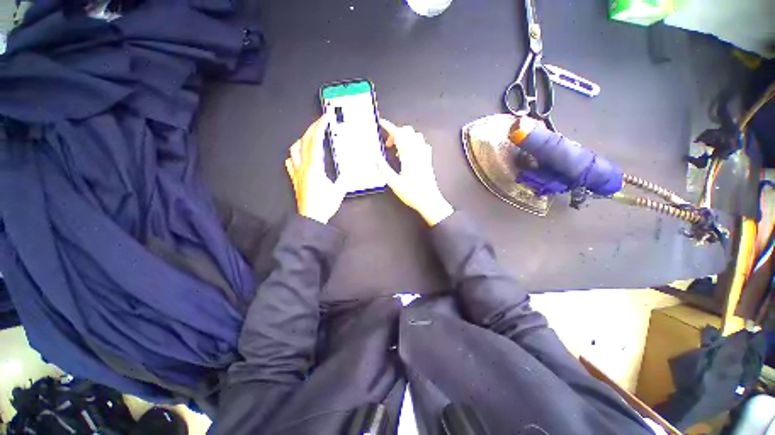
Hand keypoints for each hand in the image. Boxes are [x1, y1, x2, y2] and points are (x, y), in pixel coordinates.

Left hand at [285, 115, 347, 223]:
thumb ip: (344, 179)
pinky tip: (298, 156)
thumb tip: (349, 171)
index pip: (315, 141)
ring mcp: (297, 172)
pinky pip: (290, 163)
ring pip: (294, 149)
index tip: (325, 118)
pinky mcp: (295, 179)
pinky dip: (294, 155)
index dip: (320, 127)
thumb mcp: (339, 191)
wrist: (310, 218)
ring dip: (302, 139)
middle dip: (312, 128)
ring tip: (310, 137)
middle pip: (304, 141)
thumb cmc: (323, 206)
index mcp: (315, 167)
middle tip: (320, 122)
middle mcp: (303, 167)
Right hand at [376, 119, 452, 225]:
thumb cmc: (412, 193)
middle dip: (397, 132)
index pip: (399, 134)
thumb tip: (376, 159)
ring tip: (398, 149)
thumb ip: (384, 170)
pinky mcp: (428, 159)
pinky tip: (410, 153)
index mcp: (408, 156)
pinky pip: (422, 144)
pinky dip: (414, 143)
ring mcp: (425, 155)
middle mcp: (418, 152)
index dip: (390, 127)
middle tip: (389, 145)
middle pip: (408, 131)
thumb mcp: (395, 183)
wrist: (429, 200)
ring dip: (406, 137)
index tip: (382, 123)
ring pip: (416, 136)